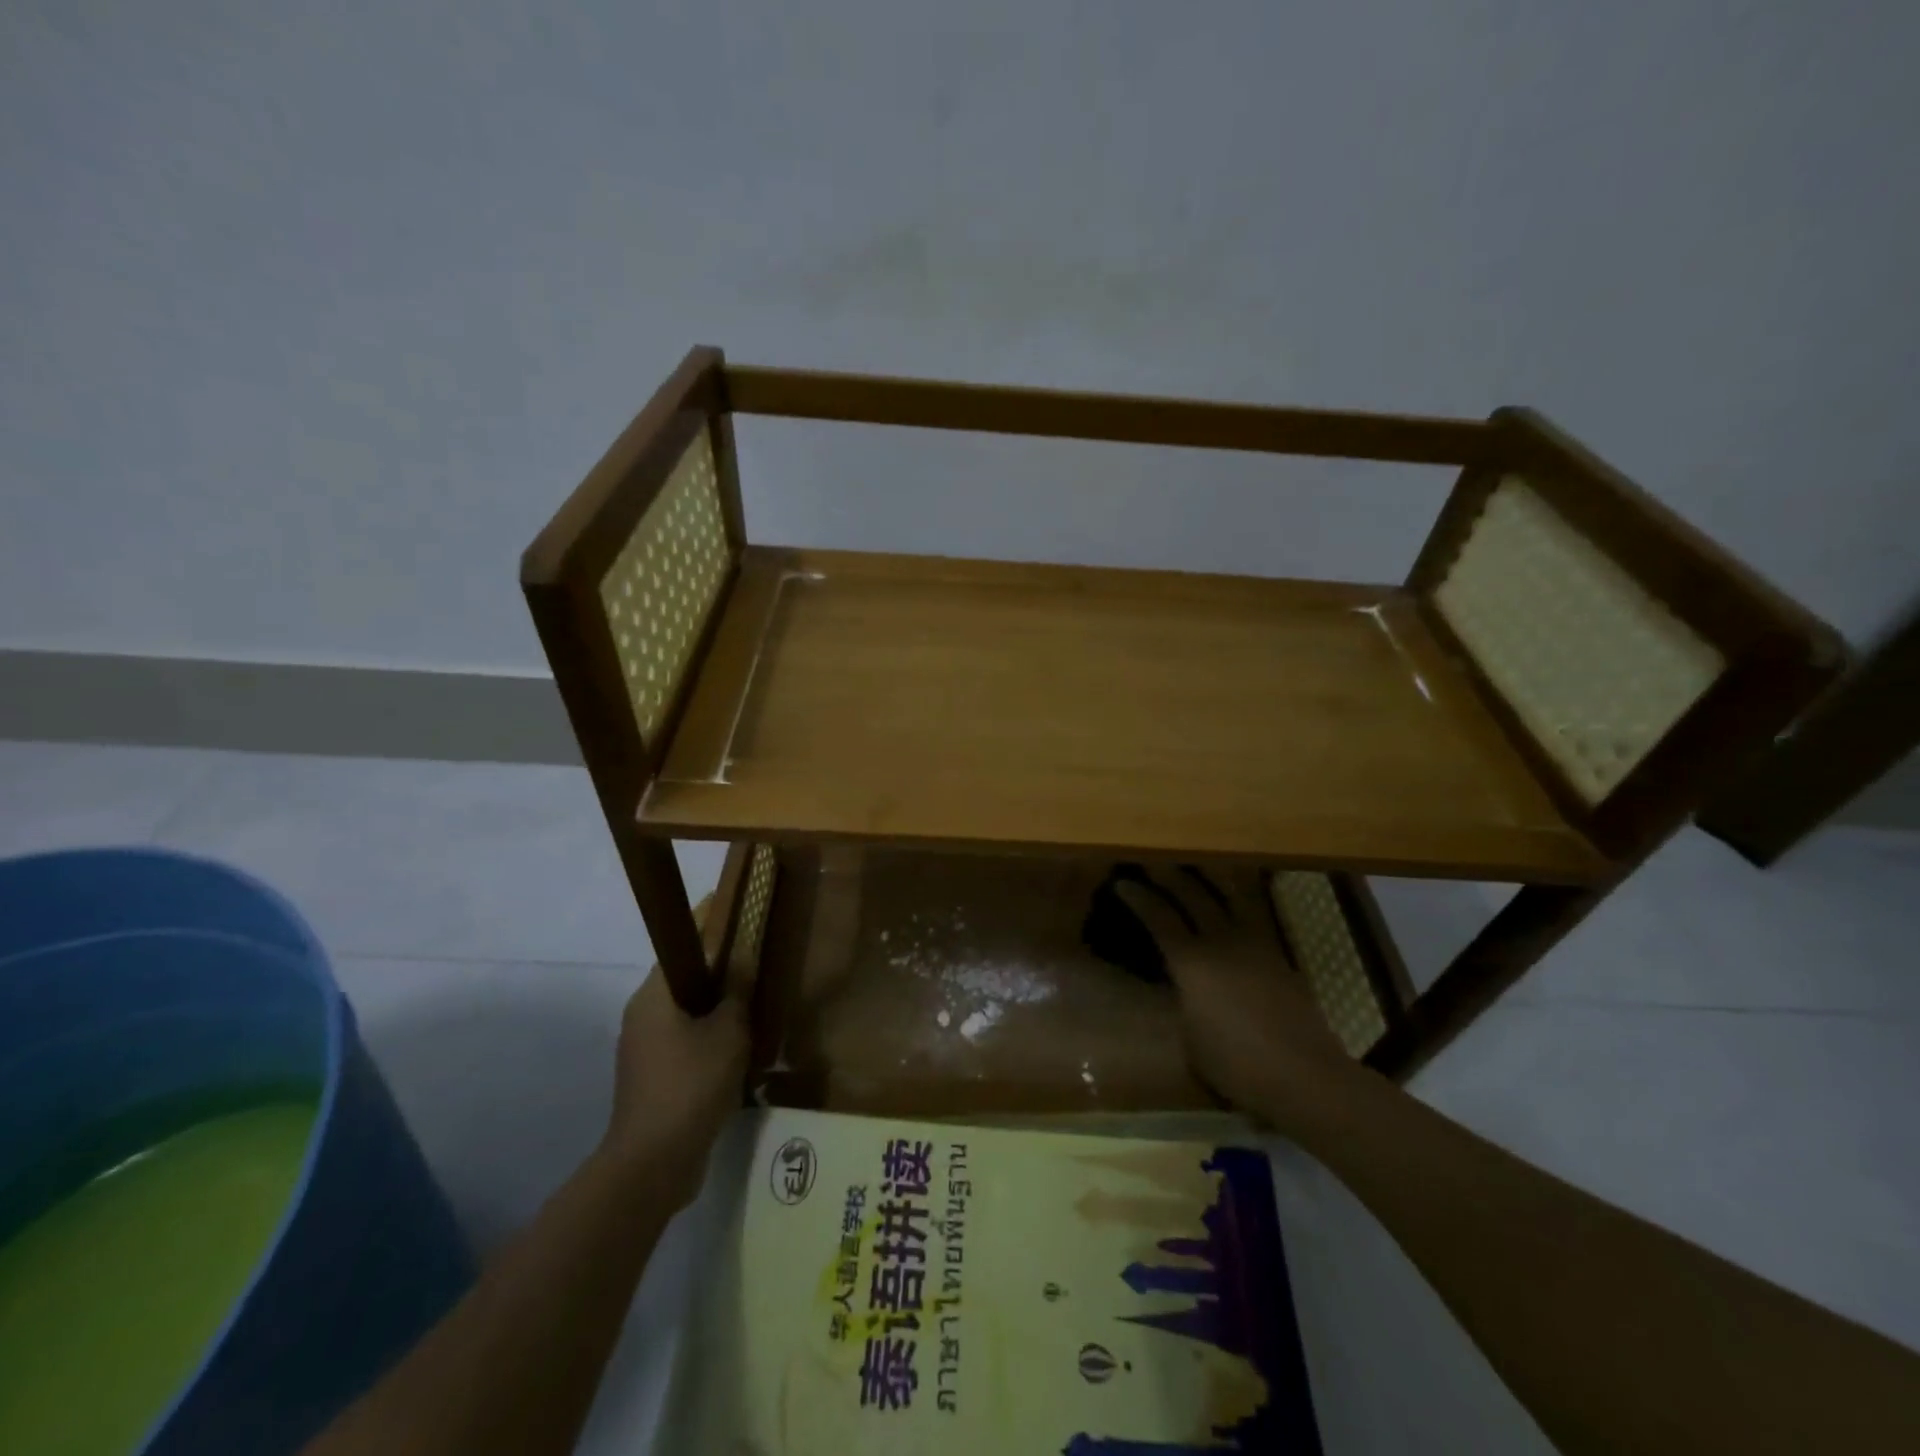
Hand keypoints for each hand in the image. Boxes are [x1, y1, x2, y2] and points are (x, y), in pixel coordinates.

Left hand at [602, 969, 747, 1207]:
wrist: (655, 1162)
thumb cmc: (692, 1083)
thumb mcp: (728, 1031)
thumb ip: (736, 993)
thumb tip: (741, 961)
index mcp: (652, 997)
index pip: (683, 952)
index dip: (715, 944)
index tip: (745, 947)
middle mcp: (641, 1018)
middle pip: (685, 987)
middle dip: (721, 986)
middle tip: (756, 986)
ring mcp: (643, 1053)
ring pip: (686, 1020)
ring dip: (717, 1020)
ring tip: (753, 1023)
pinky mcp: (651, 1082)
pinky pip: (684, 1049)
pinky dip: (708, 1048)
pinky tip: (738, 1059)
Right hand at [1114, 868, 1358, 1127]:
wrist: (1305, 1075)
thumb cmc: (1237, 1064)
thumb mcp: (1190, 1039)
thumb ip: (1183, 1003)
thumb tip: (1184, 990)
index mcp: (1192, 962)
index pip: (1159, 917)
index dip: (1138, 898)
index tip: (1122, 882)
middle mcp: (1221, 942)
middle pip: (1192, 895)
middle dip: (1168, 875)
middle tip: (1151, 861)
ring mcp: (1254, 945)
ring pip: (1228, 896)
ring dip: (1206, 877)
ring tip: (1194, 865)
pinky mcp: (1278, 956)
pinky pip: (1249, 915)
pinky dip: (1232, 900)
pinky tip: (1229, 903)